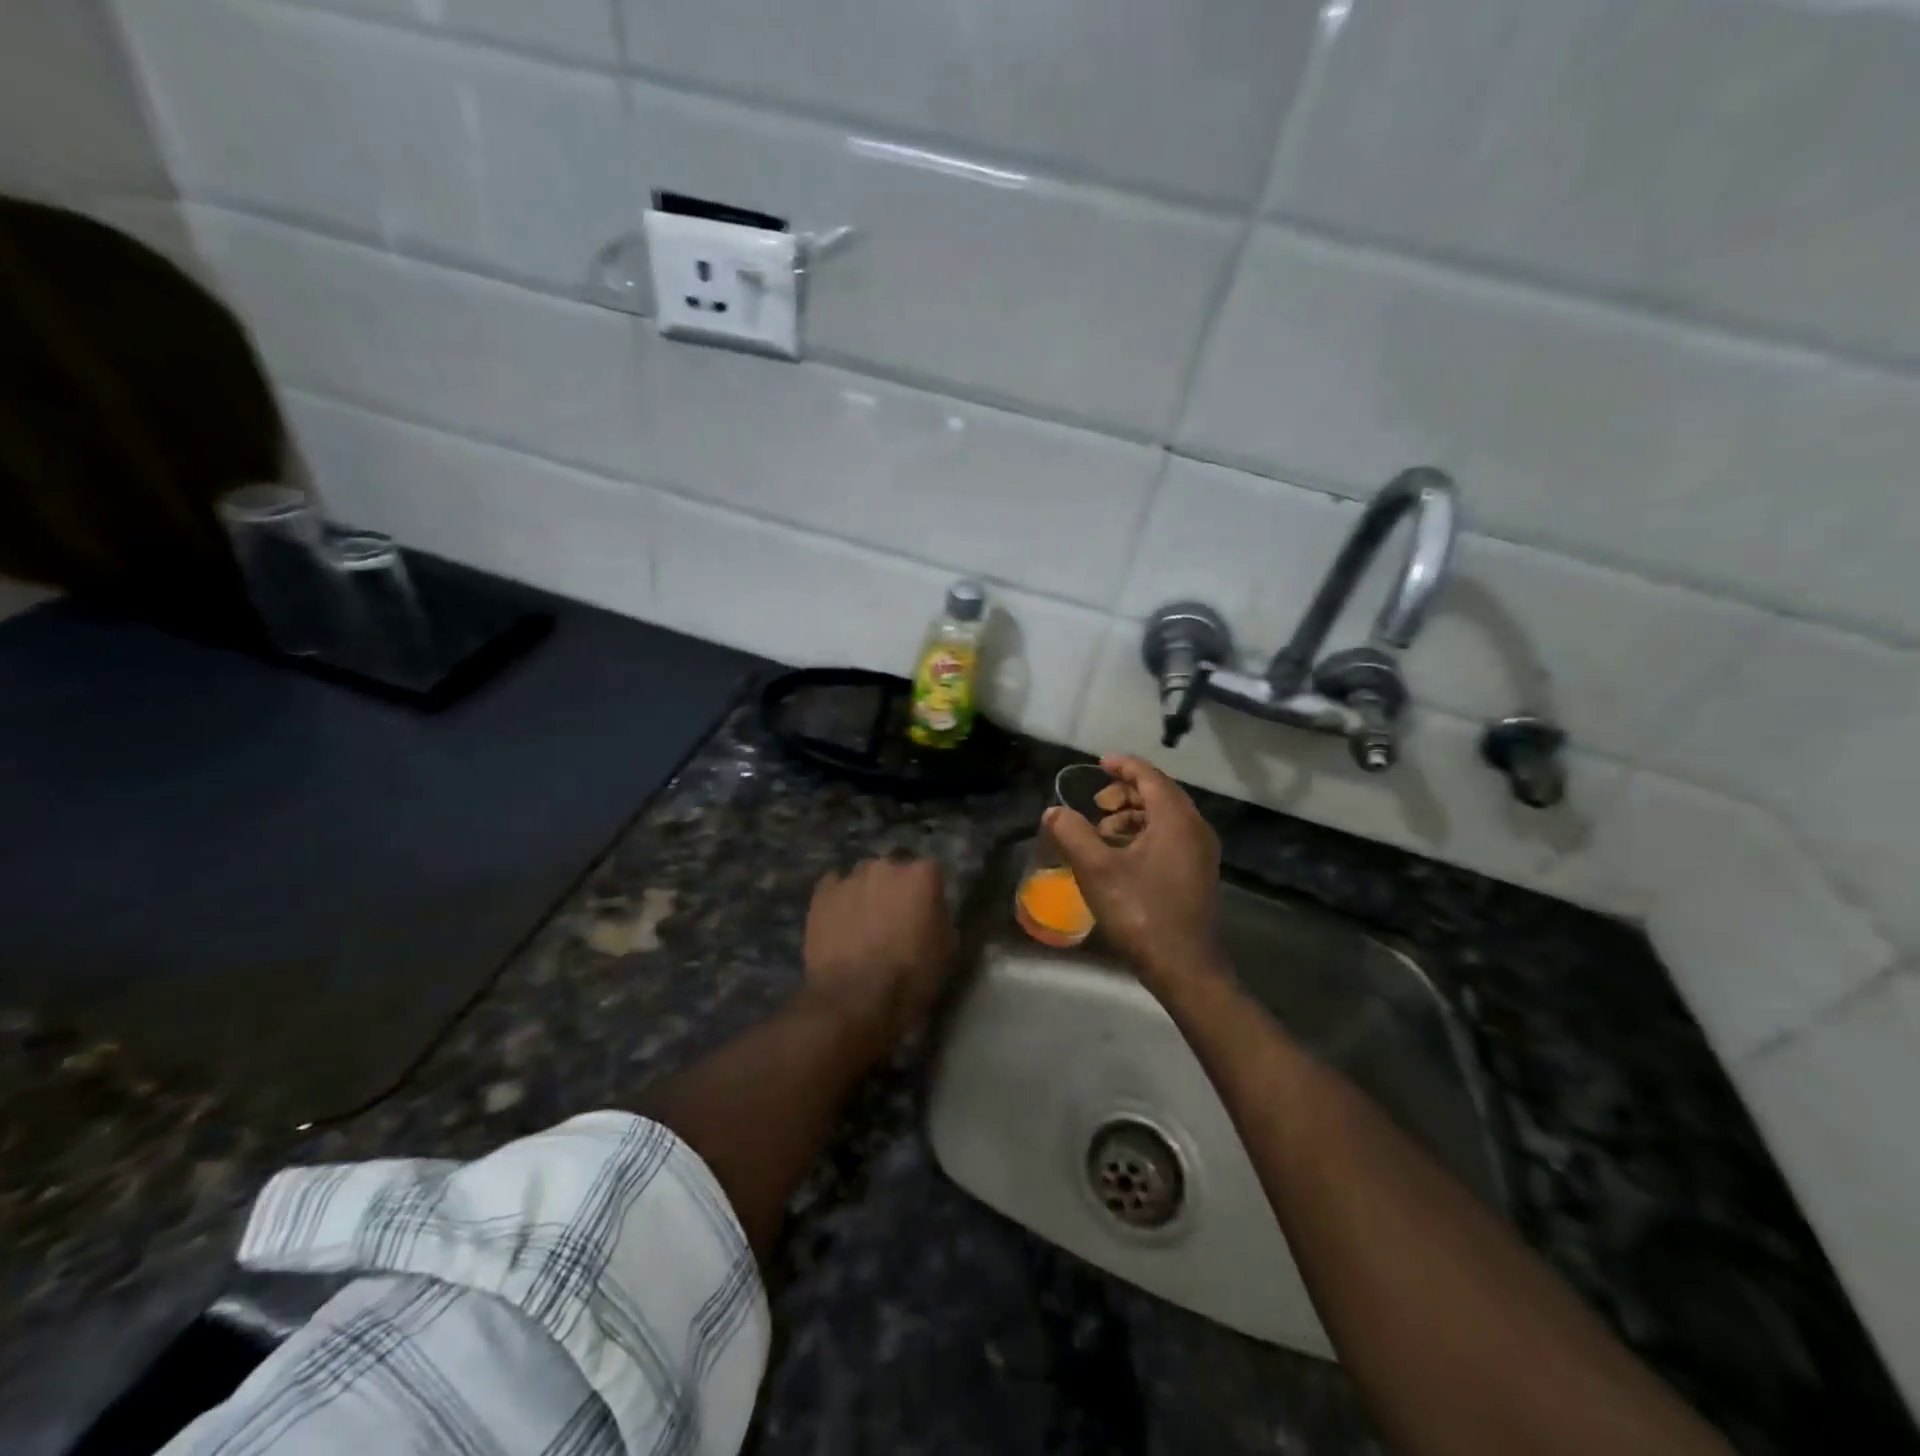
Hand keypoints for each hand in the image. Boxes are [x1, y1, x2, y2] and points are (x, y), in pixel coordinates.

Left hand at [800, 857, 955, 1048]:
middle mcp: (886, 866)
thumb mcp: (947, 949)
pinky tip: (839, 923)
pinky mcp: (822, 893)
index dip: (927, 893)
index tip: (925, 913)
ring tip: (862, 924)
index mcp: (922, 875)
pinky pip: (834, 888)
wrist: (855, 998)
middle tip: (893, 919)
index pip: (930, 871)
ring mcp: (851, 877)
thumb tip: (929, 911)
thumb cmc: (910, 976)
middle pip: (894, 870)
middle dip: (895, 888)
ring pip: (863, 878)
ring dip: (866, 893)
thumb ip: (939, 917)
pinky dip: (839, 900)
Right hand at [1045, 755, 1225, 994]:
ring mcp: (1200, 853)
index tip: (1098, 763)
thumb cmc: (1140, 912)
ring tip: (1102, 832)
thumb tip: (1053, 812)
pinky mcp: (1196, 874)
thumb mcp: (1096, 870)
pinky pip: (1170, 837)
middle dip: (1124, 793)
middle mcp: (1195, 829)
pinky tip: (1119, 856)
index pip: (1150, 776)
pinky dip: (1143, 834)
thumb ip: (1072, 833)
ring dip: (1132, 816)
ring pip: (1164, 817)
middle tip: (1095, 804)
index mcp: (1176, 819)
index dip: (1123, 765)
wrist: (1183, 967)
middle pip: (1159, 794)